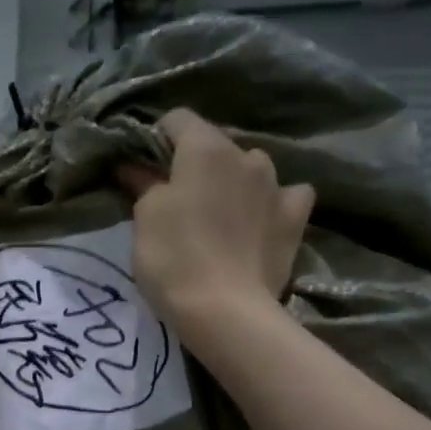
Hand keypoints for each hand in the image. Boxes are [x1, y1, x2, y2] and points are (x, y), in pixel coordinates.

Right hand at [117, 109, 313, 337]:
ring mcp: (277, 185)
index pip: (178, 119)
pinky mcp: (295, 218)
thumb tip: (135, 166)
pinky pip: (286, 195)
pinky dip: (271, 202)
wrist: (225, 310)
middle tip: (178, 196)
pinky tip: (261, 219)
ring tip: (219, 211)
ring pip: (251, 168)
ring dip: (234, 180)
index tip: (144, 166)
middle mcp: (246, 155)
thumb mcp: (145, 218)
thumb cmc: (173, 257)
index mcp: (205, 148)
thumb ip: (144, 184)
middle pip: (215, 145)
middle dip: (196, 162)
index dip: (157, 138)